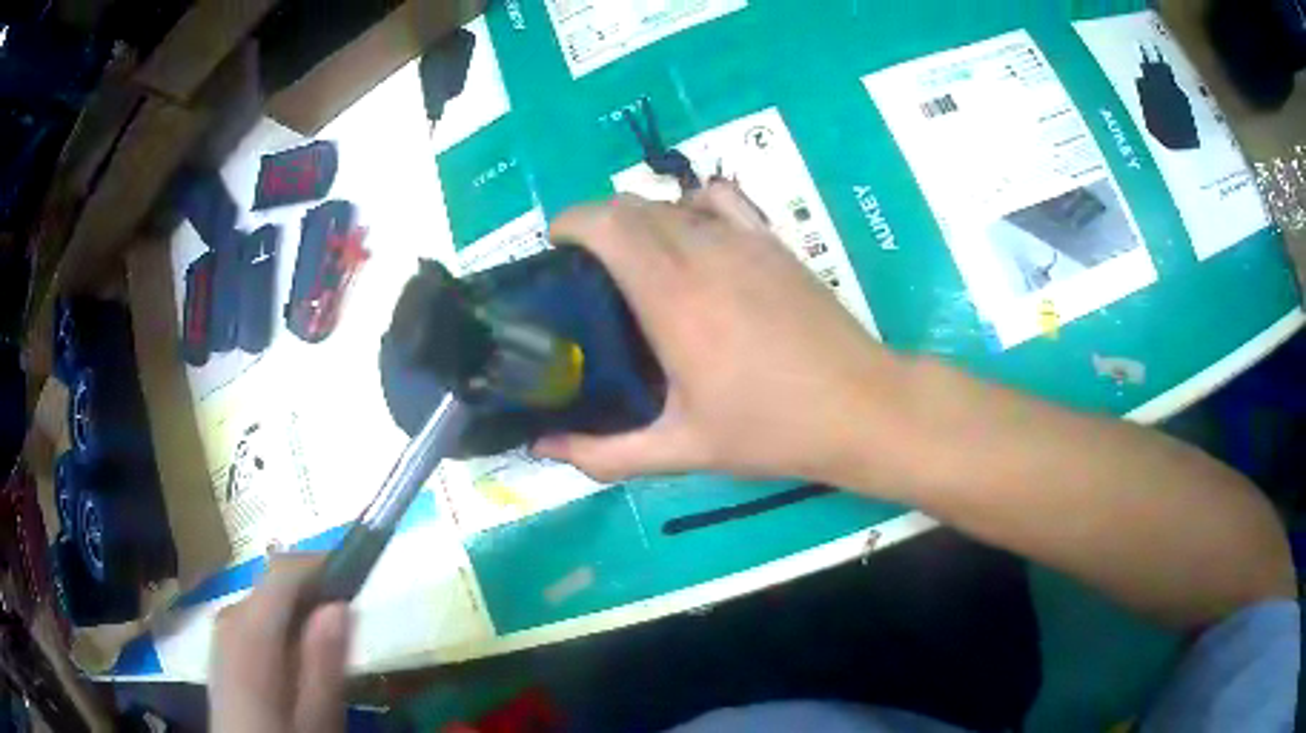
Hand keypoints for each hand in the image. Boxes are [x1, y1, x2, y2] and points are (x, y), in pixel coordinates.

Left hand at [210, 555, 350, 732]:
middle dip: (312, 591)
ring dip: (299, 609)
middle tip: (351, 621)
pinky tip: (297, 655)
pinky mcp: (223, 646)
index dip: (321, 564)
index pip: (282, 571)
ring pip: (264, 600)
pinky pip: (255, 616)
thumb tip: (340, 605)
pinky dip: (281, 623)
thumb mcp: (316, 720)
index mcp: (250, 633)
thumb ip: (324, 665)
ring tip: (330, 641)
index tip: (359, 575)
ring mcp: (222, 632)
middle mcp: (230, 619)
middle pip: (272, 583)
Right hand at [535, 183, 906, 485]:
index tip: (555, 248)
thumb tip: (545, 447)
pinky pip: (721, 199)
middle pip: (632, 205)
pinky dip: (692, 206)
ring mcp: (744, 240)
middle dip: (597, 223)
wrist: (860, 408)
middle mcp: (703, 252)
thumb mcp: (684, 449)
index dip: (571, 221)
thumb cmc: (772, 429)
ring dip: (641, 218)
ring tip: (635, 259)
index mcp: (672, 297)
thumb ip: (606, 452)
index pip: (607, 223)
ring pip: (672, 202)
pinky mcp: (774, 242)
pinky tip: (694, 239)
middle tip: (587, 268)